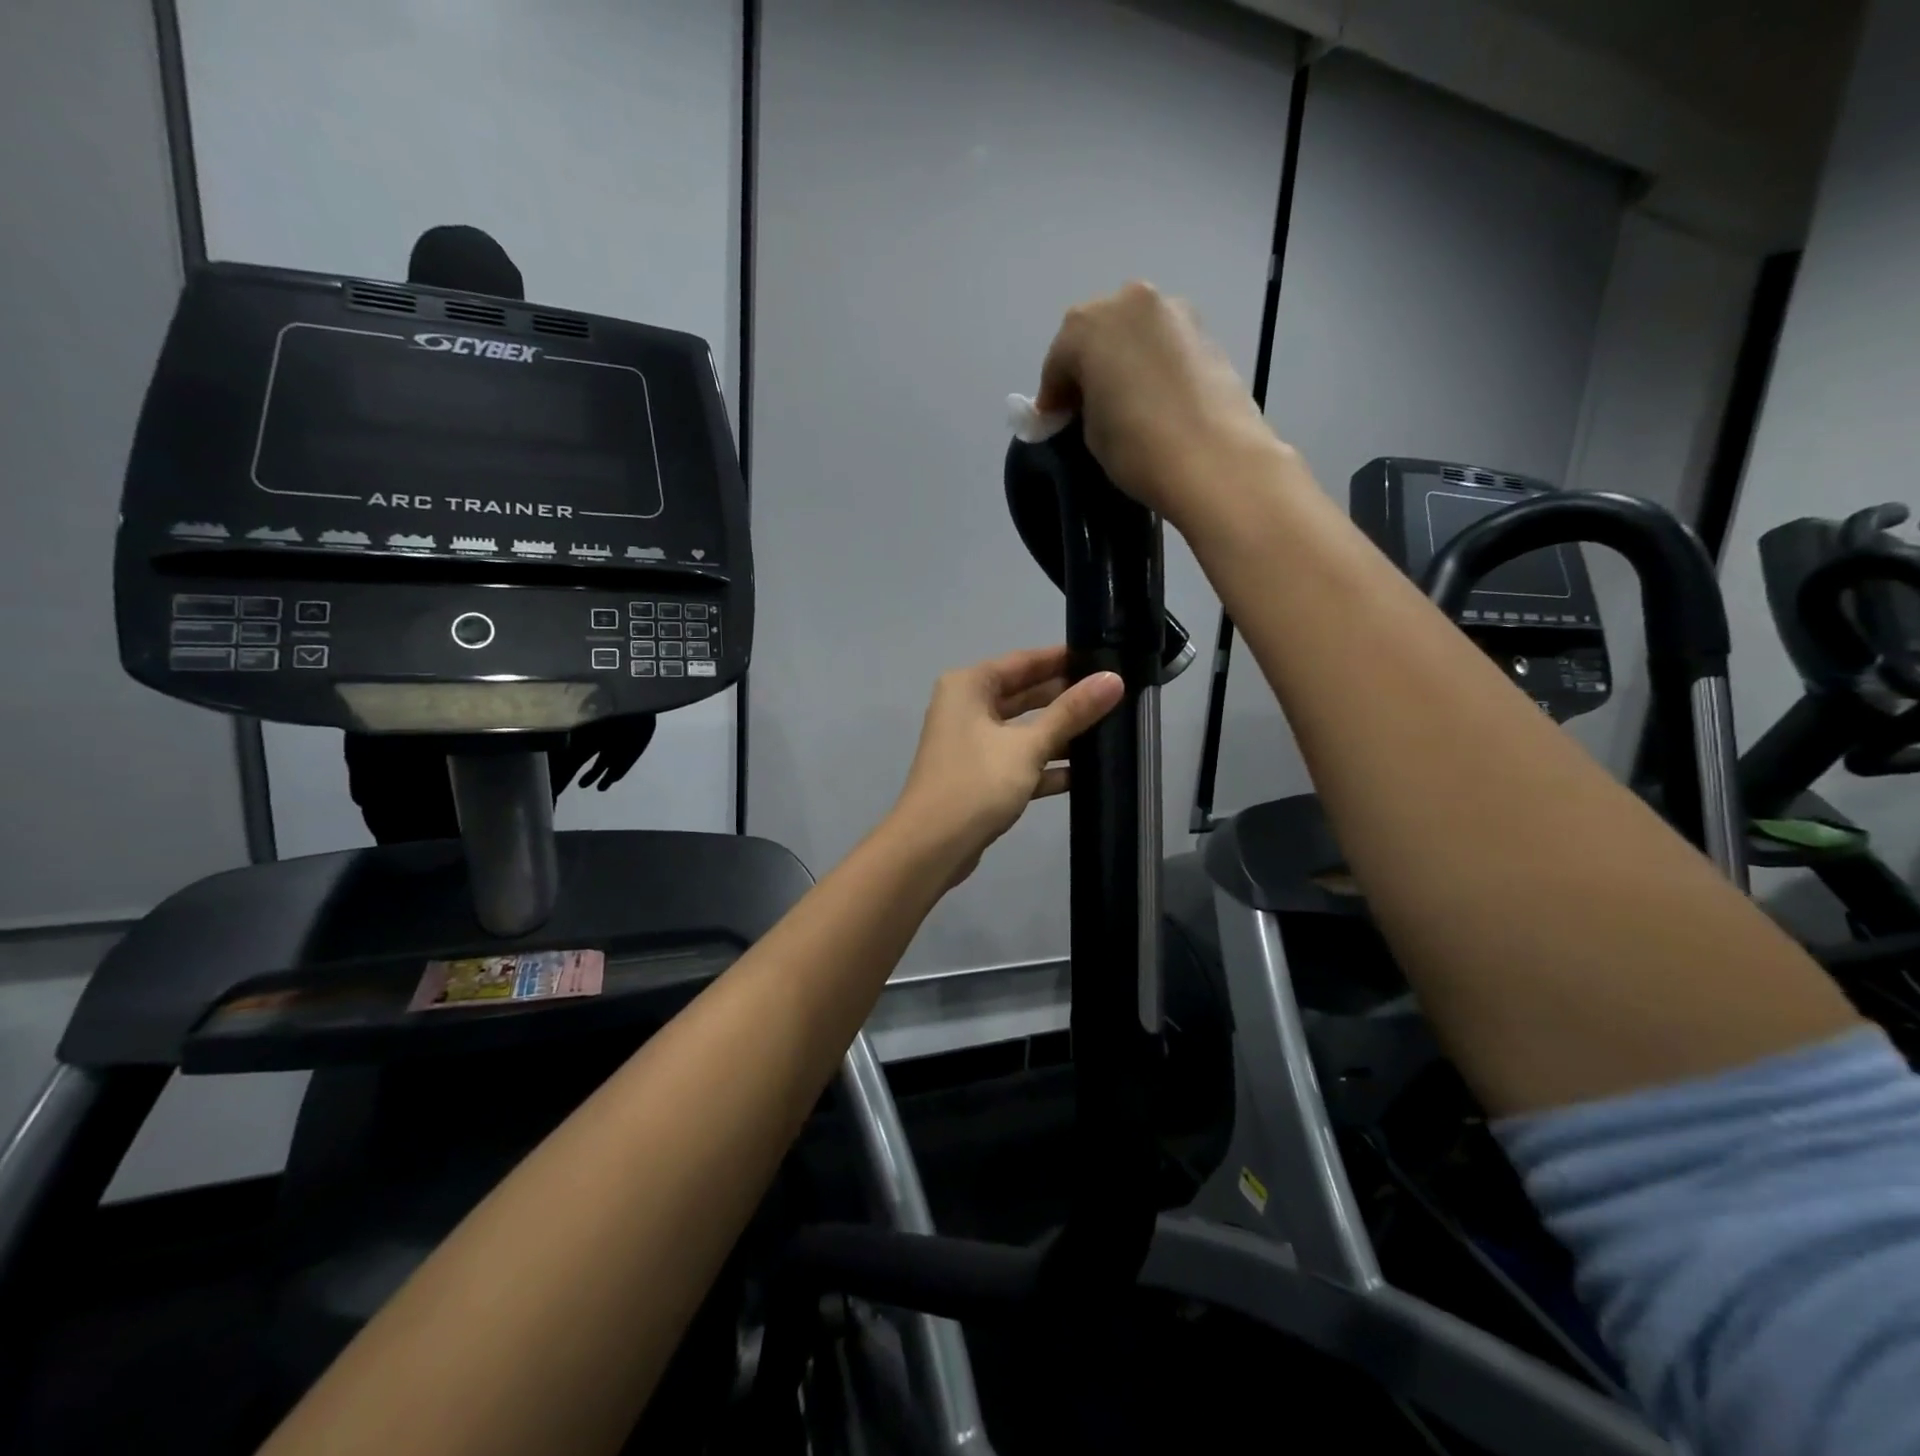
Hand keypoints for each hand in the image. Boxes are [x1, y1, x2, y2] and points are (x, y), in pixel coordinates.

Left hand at [889, 646, 1123, 883]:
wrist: (931, 848)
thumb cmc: (976, 783)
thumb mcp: (1028, 746)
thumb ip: (1071, 713)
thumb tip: (1114, 678)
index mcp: (969, 687)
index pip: (1024, 661)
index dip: (1062, 659)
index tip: (1104, 656)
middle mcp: (966, 709)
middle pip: (1024, 695)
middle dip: (1066, 697)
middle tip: (1115, 694)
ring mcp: (972, 745)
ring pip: (1023, 730)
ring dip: (1060, 734)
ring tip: (1110, 729)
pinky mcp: (980, 778)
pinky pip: (1019, 761)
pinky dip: (1046, 766)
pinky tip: (1085, 772)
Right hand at [1035, 281, 1285, 529]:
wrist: (1216, 461)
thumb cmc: (1138, 448)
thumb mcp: (1091, 432)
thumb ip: (1083, 406)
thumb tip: (1090, 403)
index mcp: (1088, 325)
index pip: (1057, 359)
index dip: (1052, 395)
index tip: (1053, 423)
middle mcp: (1130, 302)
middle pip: (1096, 333)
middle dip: (1087, 367)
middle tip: (1085, 408)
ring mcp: (1174, 312)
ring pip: (1134, 334)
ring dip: (1122, 361)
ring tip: (1124, 404)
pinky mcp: (1207, 332)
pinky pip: (1163, 345)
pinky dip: (1152, 365)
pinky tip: (1154, 400)